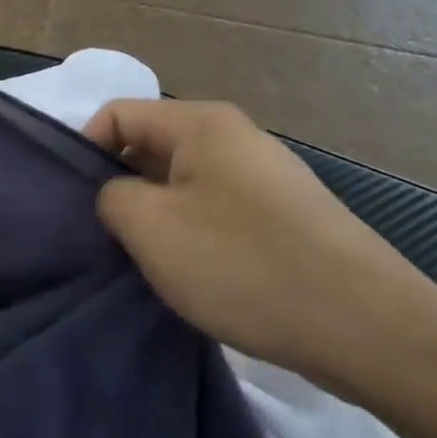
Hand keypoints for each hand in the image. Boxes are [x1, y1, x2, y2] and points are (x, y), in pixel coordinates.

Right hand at [85, 98, 436, 397]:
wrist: (363, 323)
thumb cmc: (242, 264)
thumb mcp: (151, 228)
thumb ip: (110, 196)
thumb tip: (115, 193)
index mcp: (201, 122)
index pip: (118, 114)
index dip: (84, 151)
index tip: (73, 205)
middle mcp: (235, 135)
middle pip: (152, 146)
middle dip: (120, 187)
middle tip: (102, 238)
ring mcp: (266, 175)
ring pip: (184, 182)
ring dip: (157, 216)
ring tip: (145, 262)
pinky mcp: (285, 214)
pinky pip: (217, 209)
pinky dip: (193, 233)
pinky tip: (194, 274)